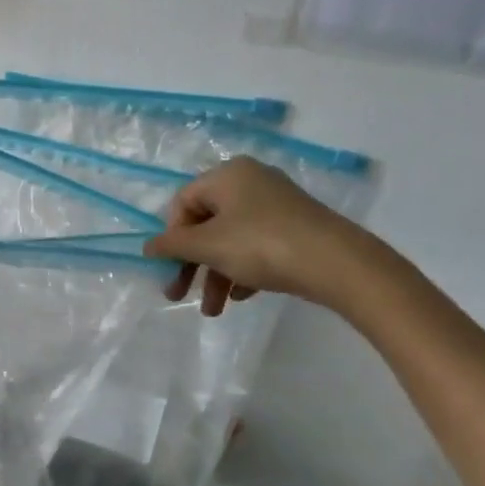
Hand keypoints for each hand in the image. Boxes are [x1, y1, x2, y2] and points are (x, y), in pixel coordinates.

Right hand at [143, 157, 370, 315]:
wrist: (338, 263)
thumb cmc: (261, 245)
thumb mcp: (208, 246)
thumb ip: (172, 245)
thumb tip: (146, 246)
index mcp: (227, 175)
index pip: (183, 203)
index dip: (172, 237)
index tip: (170, 268)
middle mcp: (250, 182)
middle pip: (206, 224)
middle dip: (192, 264)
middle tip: (179, 296)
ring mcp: (276, 205)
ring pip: (231, 240)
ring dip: (216, 275)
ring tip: (214, 310)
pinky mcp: (295, 227)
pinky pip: (256, 246)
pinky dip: (243, 270)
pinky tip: (241, 296)